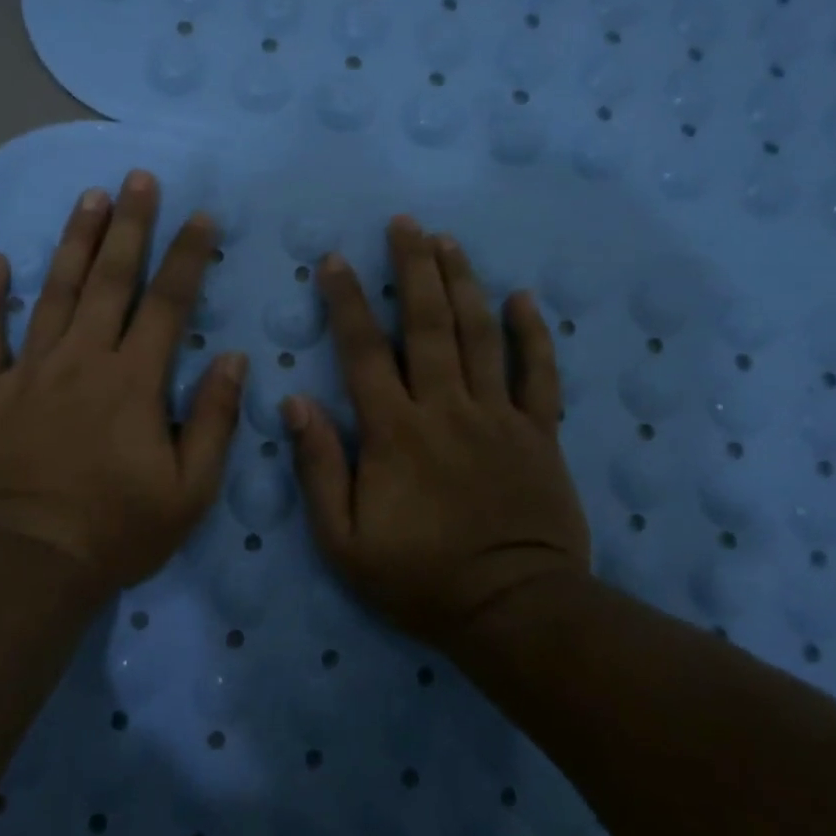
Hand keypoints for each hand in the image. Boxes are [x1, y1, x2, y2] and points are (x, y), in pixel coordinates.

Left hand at [0, 171, 247, 598]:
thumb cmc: (116, 531)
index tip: (200, 217)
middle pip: (109, 280)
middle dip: (129, 225)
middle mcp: (82, 360)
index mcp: (133, 381)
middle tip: (137, 179)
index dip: (187, 257)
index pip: (168, 303)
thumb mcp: (189, 490)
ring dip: (73, 242)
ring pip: (52, 292)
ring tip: (88, 198)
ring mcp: (28, 371)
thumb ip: (214, 420)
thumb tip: (234, 360)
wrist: (27, 564)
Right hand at [281, 216, 592, 644]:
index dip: (347, 301)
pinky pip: (539, 373)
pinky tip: (523, 297)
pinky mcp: (539, 433)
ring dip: (463, 282)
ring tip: (448, 241)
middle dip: (414, 268)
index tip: (334, 259)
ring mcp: (499, 416)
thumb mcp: (344, 541)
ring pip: (480, 334)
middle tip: (404, 224)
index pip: (365, 351)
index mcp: (395, 433)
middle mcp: (447, 409)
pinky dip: (532, 333)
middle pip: (429, 324)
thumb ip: (319, 468)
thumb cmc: (420, 579)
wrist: (514, 612)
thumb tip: (295, 402)